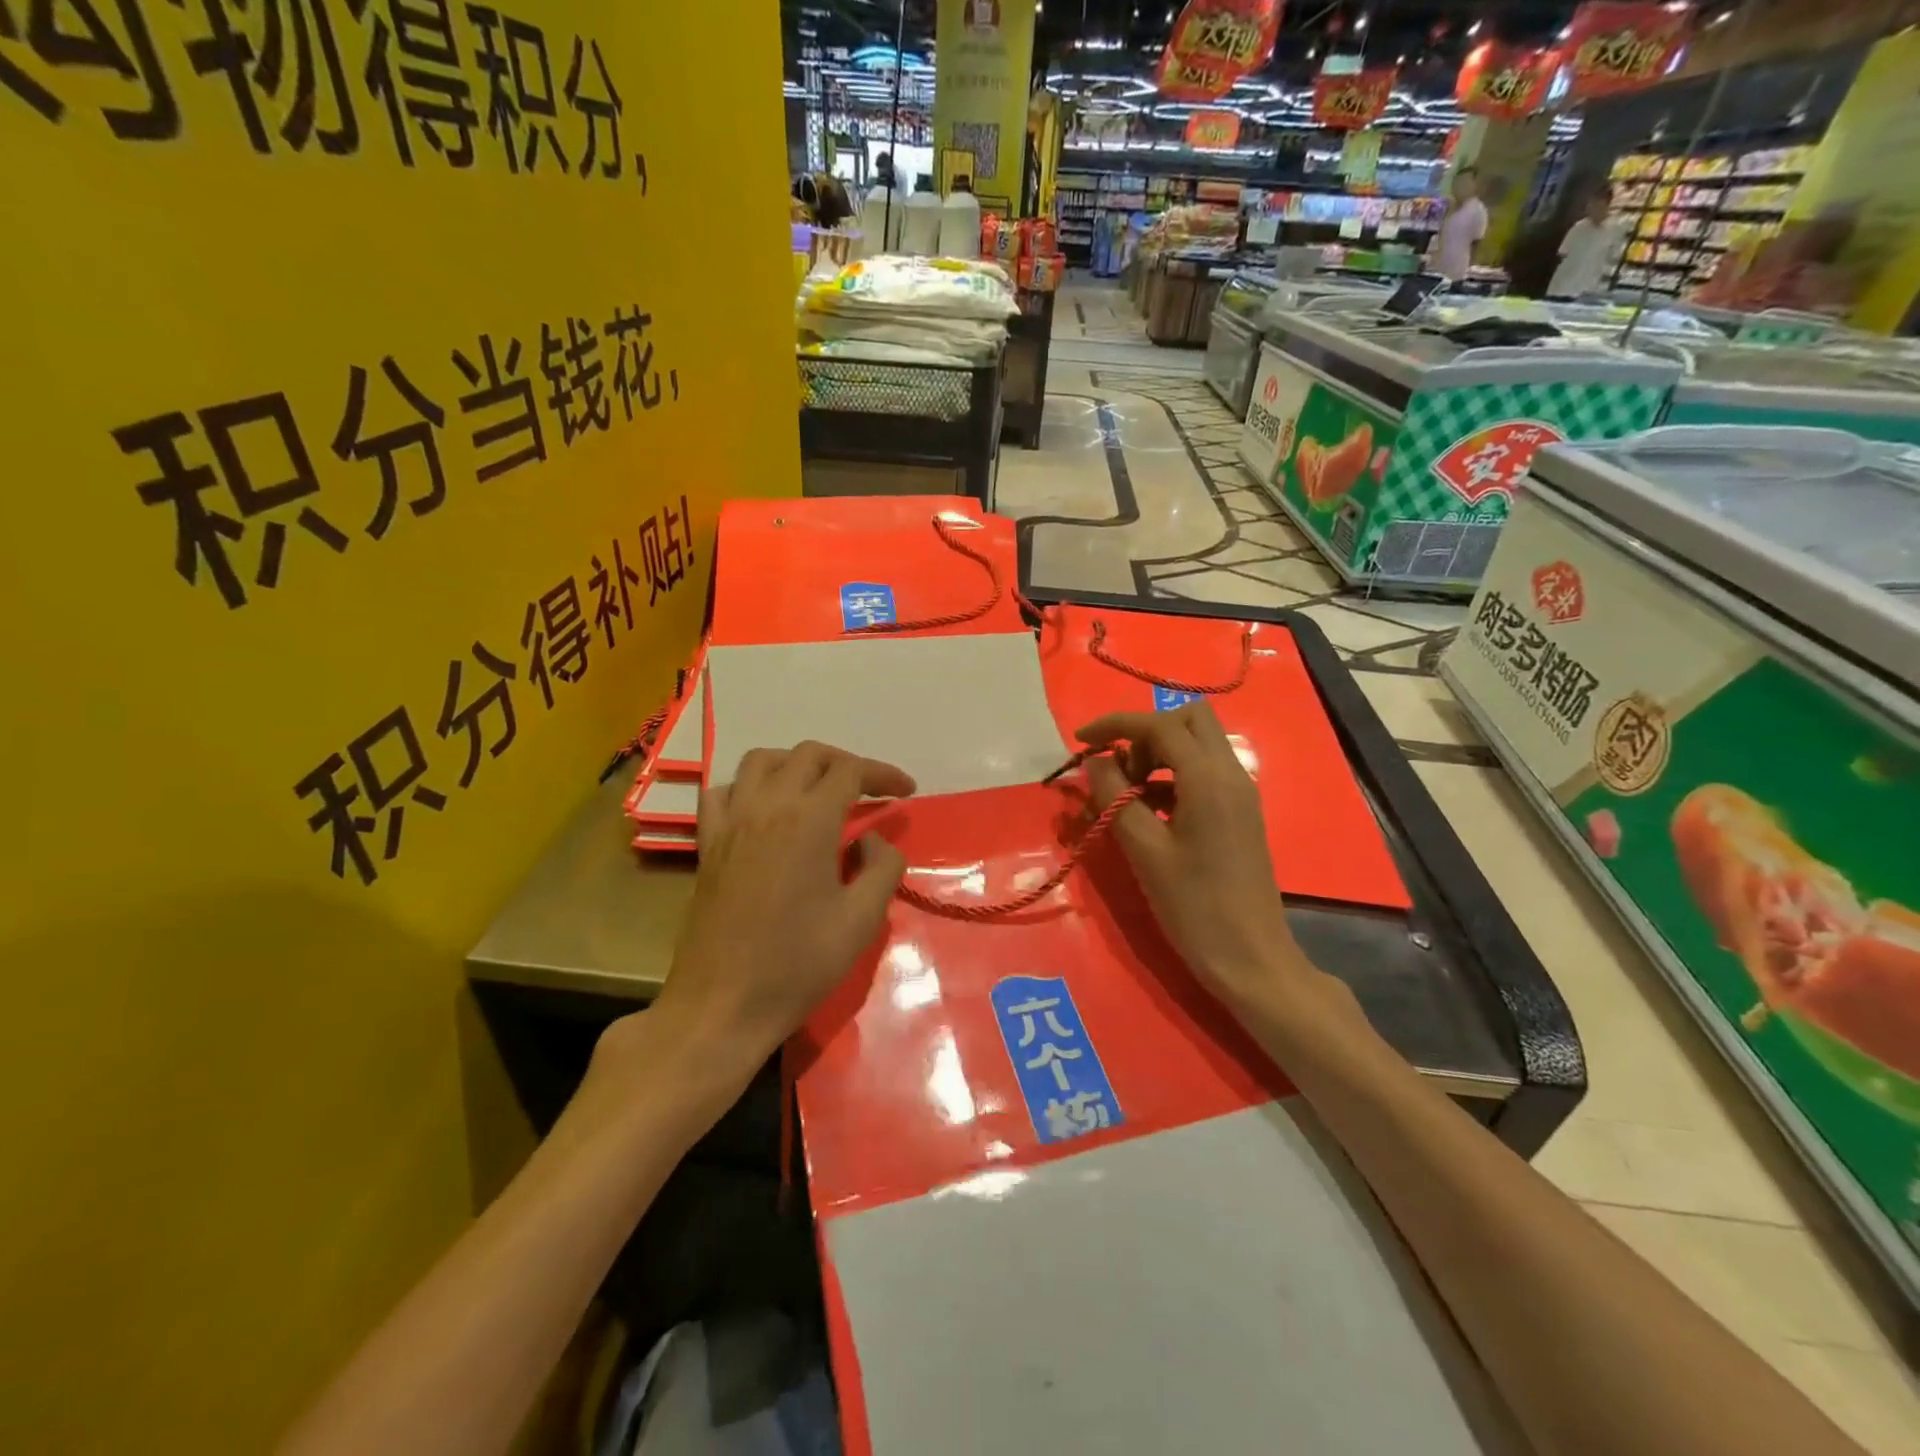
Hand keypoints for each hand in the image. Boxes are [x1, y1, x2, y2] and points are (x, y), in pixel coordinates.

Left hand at [634, 743, 912, 1088]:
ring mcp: (731, 822)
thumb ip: (881, 867)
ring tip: (818, 789)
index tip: (906, 791)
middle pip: (808, 755)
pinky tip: (764, 809)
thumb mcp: (862, 920)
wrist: (723, 1004)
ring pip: (762, 760)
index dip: (883, 774)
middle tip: (869, 790)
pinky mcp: (708, 843)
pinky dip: (749, 786)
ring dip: (797, 764)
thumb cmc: (798, 964)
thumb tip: (870, 840)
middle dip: (846, 763)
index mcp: (809, 820)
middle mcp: (767, 806)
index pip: (850, 771)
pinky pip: (724, 790)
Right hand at [1079, 704, 1315, 1012]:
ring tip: (1126, 795)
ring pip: (1197, 745)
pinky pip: (1203, 773)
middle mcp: (1231, 773)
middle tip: (1118, 769)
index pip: (1160, 724)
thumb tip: (1096, 761)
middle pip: (1189, 720)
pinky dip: (1171, 777)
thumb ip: (1115, 797)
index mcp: (1209, 779)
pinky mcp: (1239, 813)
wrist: (1251, 959)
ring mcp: (1240, 793)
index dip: (1116, 725)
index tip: (1082, 740)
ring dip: (1158, 754)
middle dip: (1146, 732)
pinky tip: (1147, 813)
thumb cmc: (1194, 906)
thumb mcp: (1144, 851)